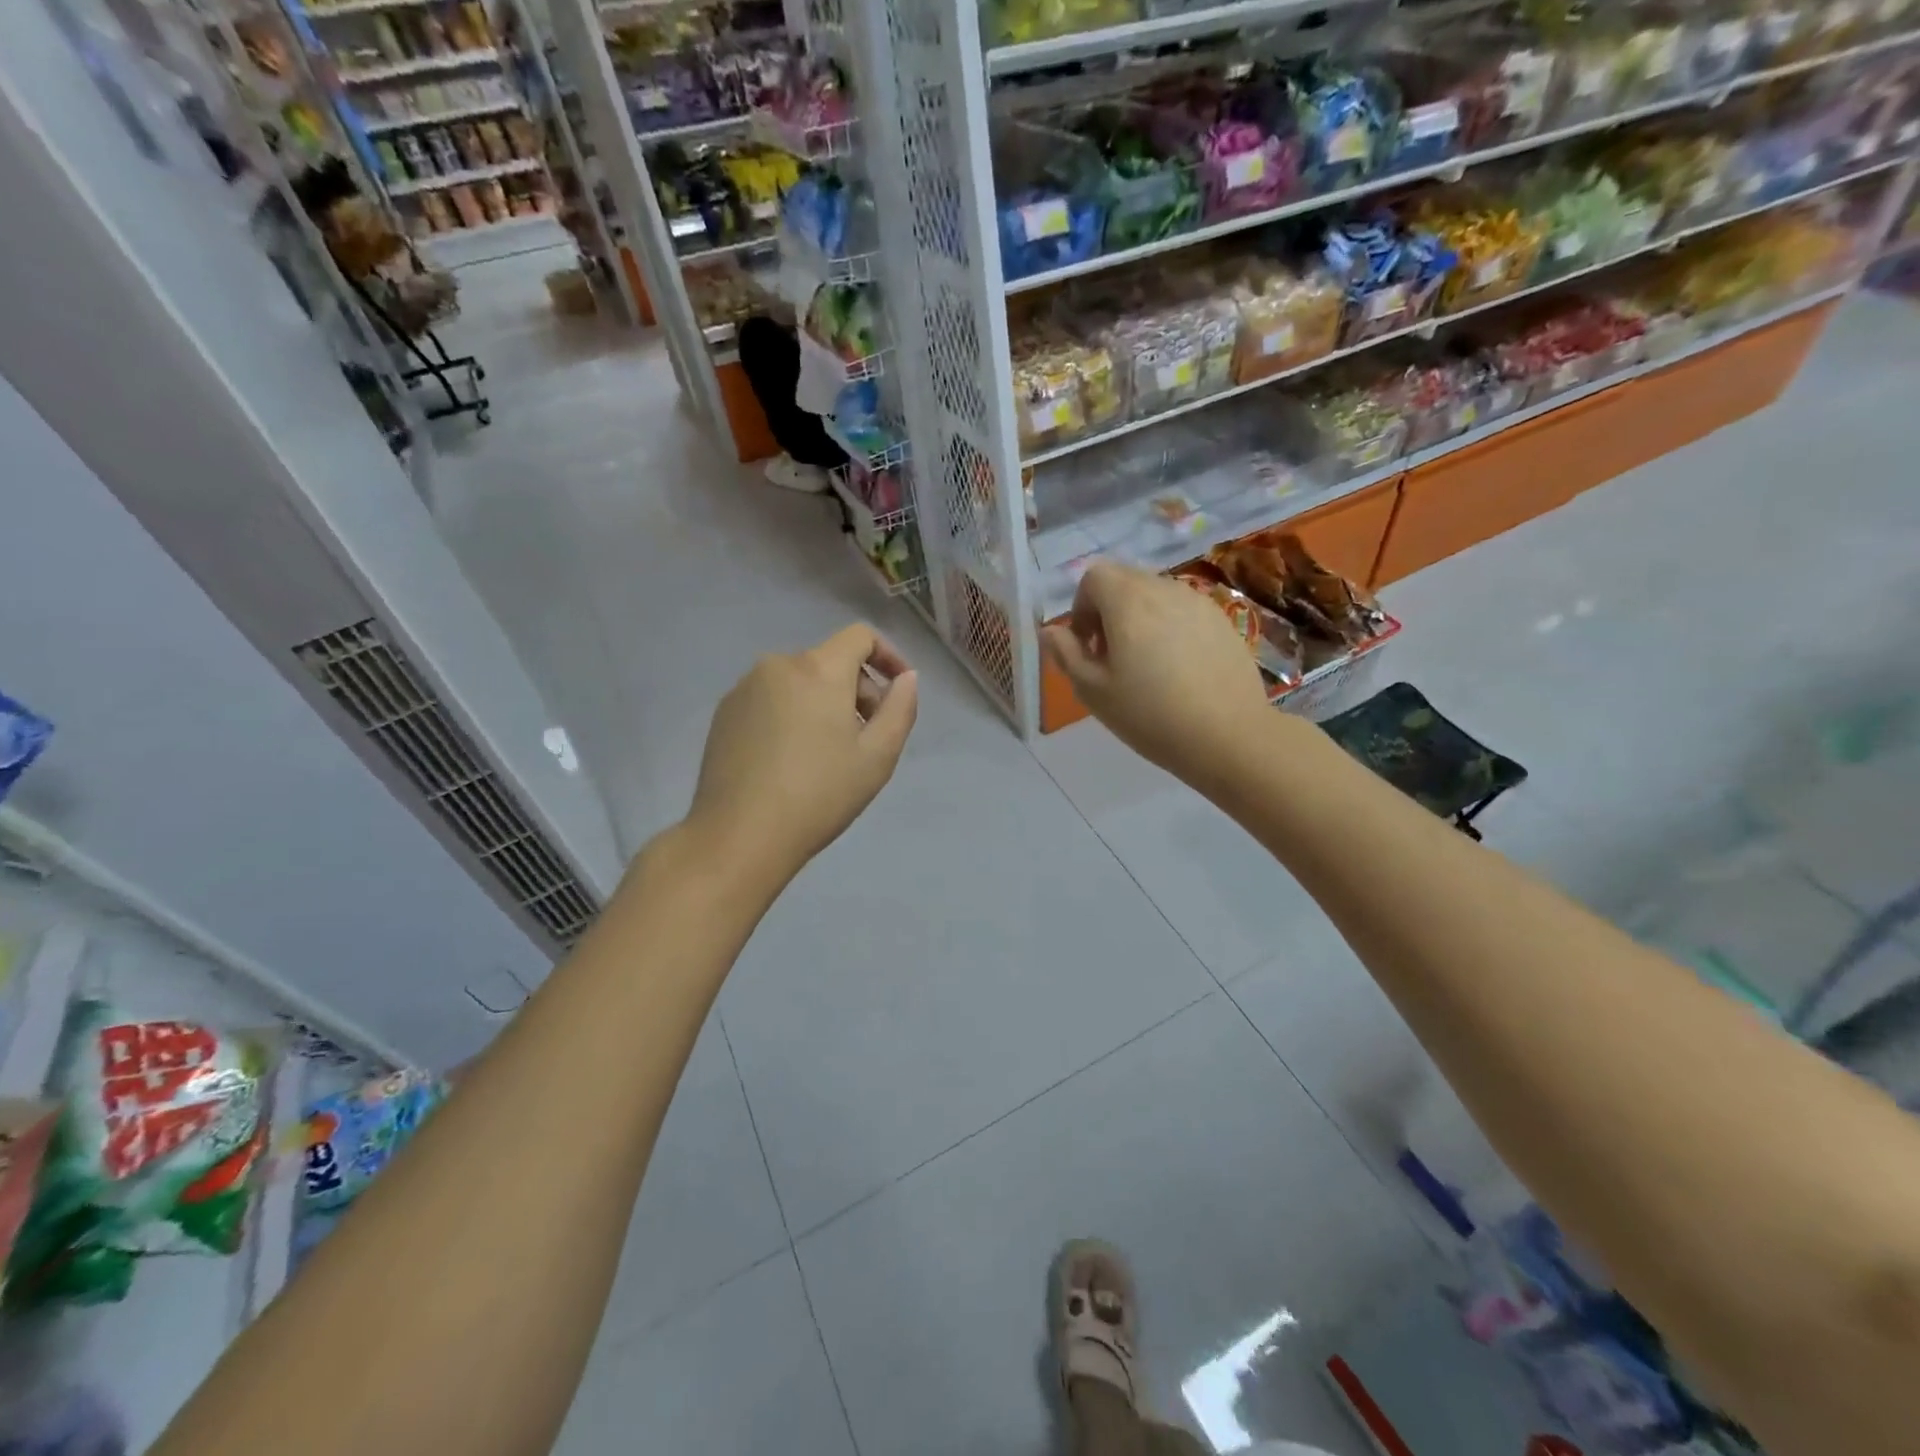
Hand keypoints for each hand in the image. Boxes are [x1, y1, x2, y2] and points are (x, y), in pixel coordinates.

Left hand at [688, 624, 917, 885]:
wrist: (739, 835)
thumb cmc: (819, 795)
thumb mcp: (878, 757)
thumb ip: (900, 708)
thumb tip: (906, 678)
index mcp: (818, 669)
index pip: (860, 636)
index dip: (887, 654)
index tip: (898, 688)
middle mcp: (777, 665)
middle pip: (830, 661)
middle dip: (856, 690)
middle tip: (866, 737)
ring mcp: (744, 688)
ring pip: (799, 682)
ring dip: (823, 703)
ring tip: (828, 753)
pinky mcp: (724, 714)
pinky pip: (770, 699)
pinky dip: (791, 714)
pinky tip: (790, 759)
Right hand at [1041, 561, 1272, 788]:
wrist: (1229, 736)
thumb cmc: (1151, 715)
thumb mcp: (1094, 691)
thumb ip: (1066, 654)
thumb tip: (1050, 631)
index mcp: (1127, 601)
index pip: (1094, 577)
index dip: (1081, 607)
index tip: (1087, 646)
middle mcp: (1163, 589)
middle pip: (1124, 580)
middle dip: (1108, 610)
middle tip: (1111, 657)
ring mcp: (1198, 602)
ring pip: (1155, 594)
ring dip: (1139, 617)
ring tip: (1145, 664)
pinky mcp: (1222, 620)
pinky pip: (1183, 610)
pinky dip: (1169, 626)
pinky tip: (1178, 669)